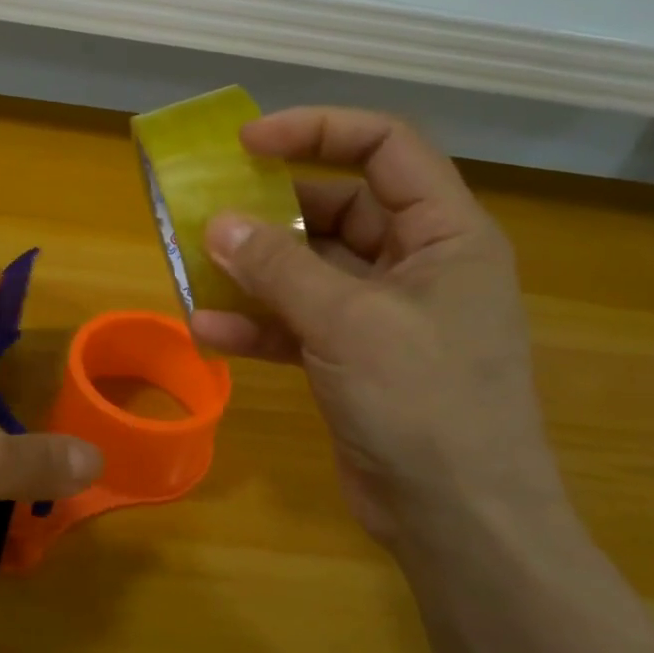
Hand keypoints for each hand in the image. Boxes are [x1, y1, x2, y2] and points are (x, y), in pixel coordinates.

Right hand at [188, 108, 562, 549]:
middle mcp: (416, 263)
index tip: (249, 144)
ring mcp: (383, 313)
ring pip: (309, 267)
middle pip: (338, 206)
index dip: (317, 131)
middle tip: (209, 210)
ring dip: (254, 270)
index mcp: (445, 233)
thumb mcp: (349, 322)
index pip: (385, 147)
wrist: (458, 522)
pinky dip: (257, 323)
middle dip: (272, 211)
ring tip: (195, 266)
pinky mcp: (353, 357)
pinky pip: (298, 321)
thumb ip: (279, 267)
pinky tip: (208, 332)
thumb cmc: (424, 403)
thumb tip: (218, 223)